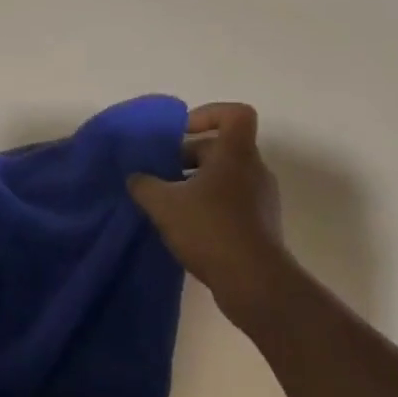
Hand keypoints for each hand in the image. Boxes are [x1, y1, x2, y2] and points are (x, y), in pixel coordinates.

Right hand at [128, 103, 289, 317]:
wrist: (255, 282)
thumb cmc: (210, 229)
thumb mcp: (164, 204)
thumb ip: (145, 185)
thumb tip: (135, 177)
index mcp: (236, 154)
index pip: (235, 114)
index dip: (207, 115)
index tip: (181, 133)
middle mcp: (254, 170)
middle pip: (222, 148)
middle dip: (188, 157)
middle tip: (161, 175)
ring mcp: (261, 199)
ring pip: (225, 177)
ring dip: (196, 184)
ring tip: (168, 204)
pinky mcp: (261, 225)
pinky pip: (232, 202)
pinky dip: (209, 206)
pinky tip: (186, 228)